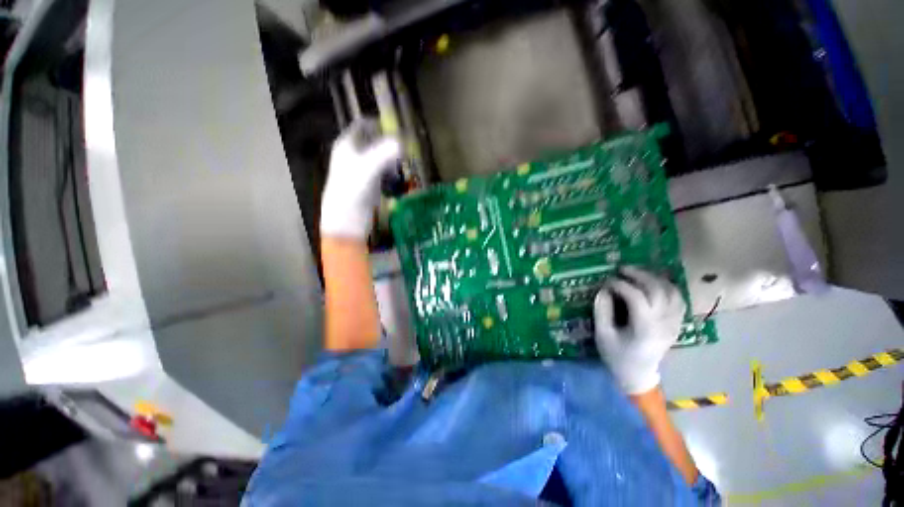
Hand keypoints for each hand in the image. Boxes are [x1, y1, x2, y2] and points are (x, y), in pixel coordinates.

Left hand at [320, 119, 400, 238]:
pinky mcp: (368, 185)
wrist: (345, 221)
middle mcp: (353, 155)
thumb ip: (384, 154)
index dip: (380, 125)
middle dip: (390, 146)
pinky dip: (391, 175)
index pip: (364, 126)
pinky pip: (383, 174)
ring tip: (404, 166)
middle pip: (375, 143)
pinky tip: (398, 181)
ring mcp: (361, 171)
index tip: (398, 130)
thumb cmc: (351, 191)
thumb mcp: (368, 169)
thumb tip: (403, 142)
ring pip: (380, 159)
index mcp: (347, 146)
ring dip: (393, 161)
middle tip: (406, 150)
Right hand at [593, 267, 685, 394]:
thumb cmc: (617, 356)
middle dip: (639, 275)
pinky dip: (667, 287)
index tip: (607, 282)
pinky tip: (654, 283)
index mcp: (644, 328)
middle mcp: (663, 323)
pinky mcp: (676, 324)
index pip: (636, 297)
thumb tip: (603, 290)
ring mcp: (674, 323)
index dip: (621, 285)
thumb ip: (602, 311)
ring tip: (637, 273)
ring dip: (655, 278)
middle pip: (657, 290)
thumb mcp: (603, 335)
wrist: (638, 375)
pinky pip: (678, 299)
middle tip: (622, 269)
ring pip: (672, 292)